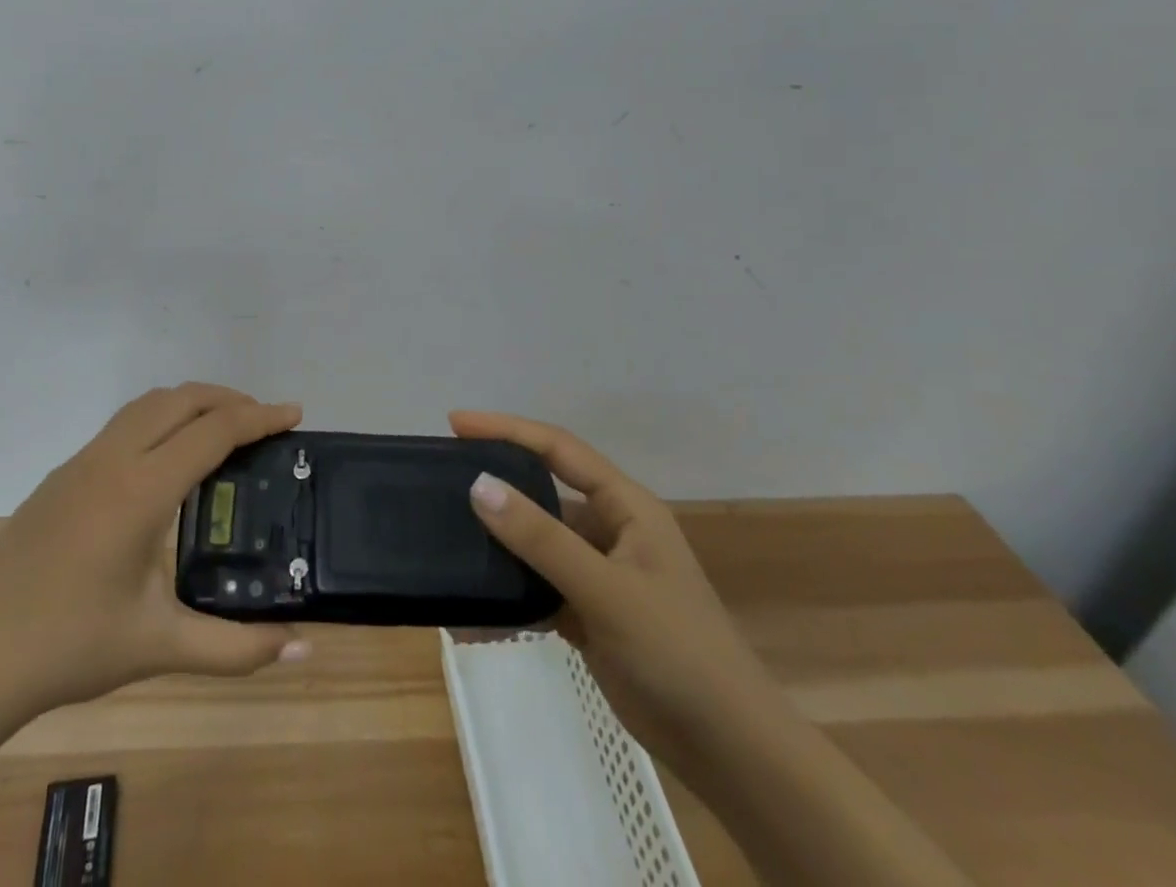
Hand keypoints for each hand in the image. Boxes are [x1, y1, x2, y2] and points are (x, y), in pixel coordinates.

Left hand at [0, 384, 310, 714]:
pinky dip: (161, 419)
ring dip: (191, 403)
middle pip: (181, 399)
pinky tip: (169, 461)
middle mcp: (113, 459)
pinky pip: (124, 424)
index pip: (213, 431)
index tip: (295, 414)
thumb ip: (236, 648)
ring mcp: (82, 462)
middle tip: (265, 423)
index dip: (259, 417)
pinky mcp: (63, 475)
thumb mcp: (160, 647)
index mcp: (141, 490)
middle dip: (229, 399)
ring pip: (148, 404)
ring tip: (223, 431)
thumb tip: (303, 651)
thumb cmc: (69, 647)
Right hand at [451, 411, 783, 769]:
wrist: (732, 752)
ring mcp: (599, 574)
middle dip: (496, 485)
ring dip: (498, 548)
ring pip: (536, 544)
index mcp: (625, 506)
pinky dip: (509, 597)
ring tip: (450, 545)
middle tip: (443, 482)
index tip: (455, 423)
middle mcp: (610, 530)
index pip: (557, 448)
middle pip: (542, 492)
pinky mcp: (589, 614)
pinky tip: (473, 613)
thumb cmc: (679, 652)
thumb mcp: (607, 590)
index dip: (506, 429)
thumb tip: (478, 484)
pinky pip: (538, 590)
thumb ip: (541, 538)